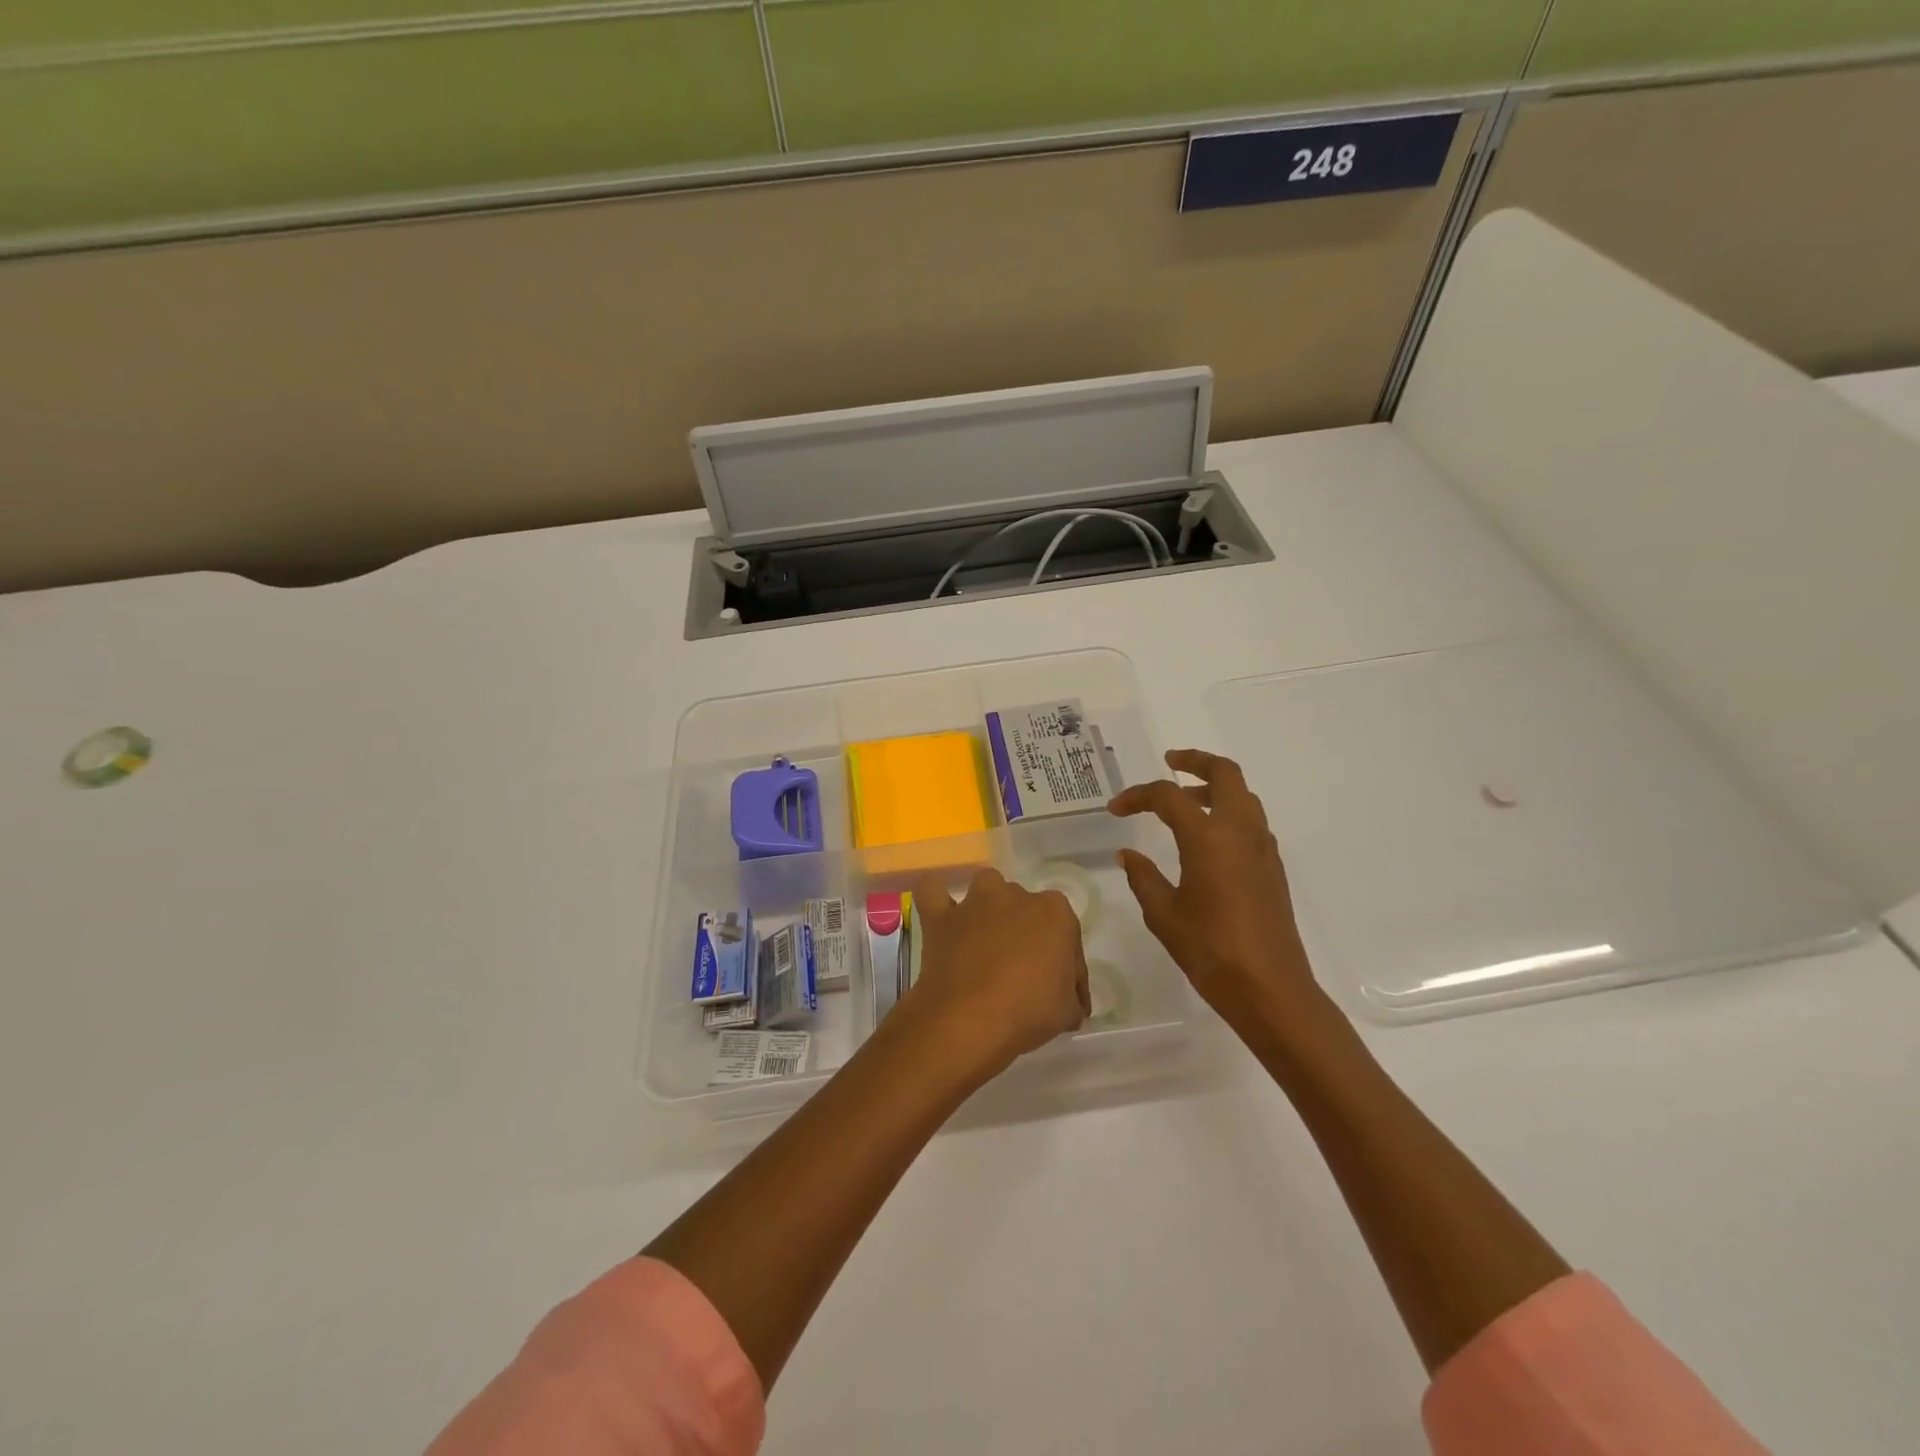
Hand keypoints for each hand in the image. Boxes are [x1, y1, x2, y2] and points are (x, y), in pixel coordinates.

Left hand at [897, 867, 1089, 1082]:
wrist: (969, 1020)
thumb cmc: (1028, 1012)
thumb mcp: (1067, 1012)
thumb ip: (1070, 998)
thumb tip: (1070, 1004)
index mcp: (1056, 913)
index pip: (1067, 934)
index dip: (1066, 965)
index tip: (1062, 993)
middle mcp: (1016, 896)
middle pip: (1026, 908)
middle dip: (1027, 933)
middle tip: (1024, 972)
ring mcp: (975, 902)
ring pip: (987, 886)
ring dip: (990, 906)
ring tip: (989, 938)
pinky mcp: (940, 916)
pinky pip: (933, 891)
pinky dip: (938, 898)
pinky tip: (944, 915)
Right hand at [1110, 749, 1324, 1033]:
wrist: (1271, 989)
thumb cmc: (1211, 951)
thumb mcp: (1164, 915)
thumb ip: (1143, 877)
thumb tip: (1128, 854)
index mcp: (1208, 838)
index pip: (1168, 797)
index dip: (1138, 796)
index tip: (1116, 809)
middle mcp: (1240, 831)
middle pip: (1224, 773)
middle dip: (1196, 761)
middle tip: (1170, 763)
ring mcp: (1262, 848)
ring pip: (1243, 796)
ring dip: (1213, 788)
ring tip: (1185, 803)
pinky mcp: (1273, 867)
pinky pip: (1251, 822)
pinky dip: (1229, 813)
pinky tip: (1208, 841)